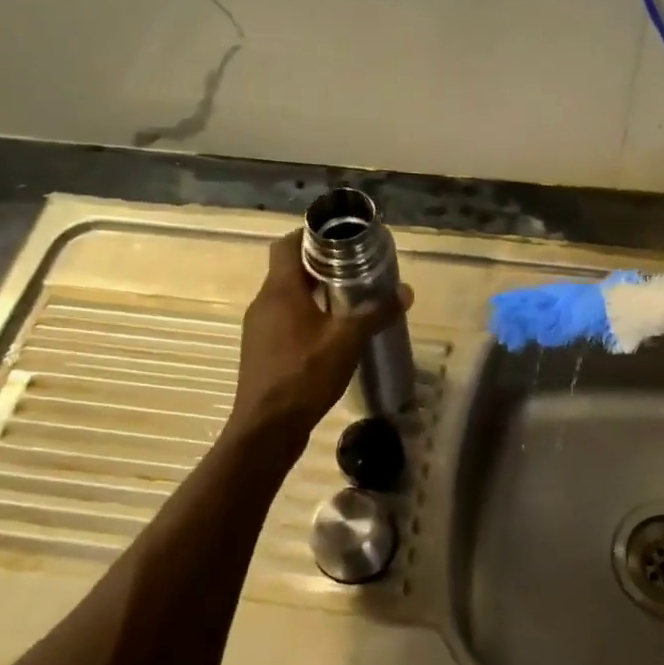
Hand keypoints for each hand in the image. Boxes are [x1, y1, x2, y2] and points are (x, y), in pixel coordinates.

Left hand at [230, 231, 408, 437]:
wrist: (266, 429)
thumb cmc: (305, 375)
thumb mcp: (348, 341)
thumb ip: (376, 313)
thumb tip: (405, 292)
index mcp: (280, 290)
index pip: (287, 244)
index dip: (310, 235)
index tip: (339, 240)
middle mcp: (264, 303)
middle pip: (288, 270)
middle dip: (320, 266)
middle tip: (354, 271)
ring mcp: (258, 329)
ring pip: (286, 298)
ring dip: (313, 295)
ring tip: (347, 302)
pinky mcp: (261, 351)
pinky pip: (284, 321)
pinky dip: (305, 318)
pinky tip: (330, 337)